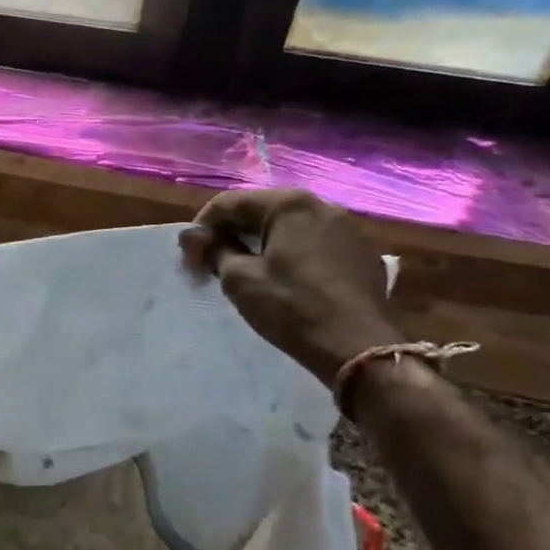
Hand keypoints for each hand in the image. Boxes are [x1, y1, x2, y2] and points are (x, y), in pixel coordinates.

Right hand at [180, 189, 402, 387]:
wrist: (359, 346)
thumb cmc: (292, 308)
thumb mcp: (240, 280)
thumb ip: (214, 250)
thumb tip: (192, 236)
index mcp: (289, 204)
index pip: (230, 203)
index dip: (202, 226)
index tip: (189, 254)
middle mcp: (321, 205)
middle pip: (261, 210)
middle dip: (232, 232)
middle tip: (211, 261)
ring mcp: (346, 228)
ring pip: (289, 227)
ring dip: (261, 242)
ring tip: (245, 270)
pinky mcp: (361, 253)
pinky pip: (313, 243)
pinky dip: (290, 253)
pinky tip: (283, 279)